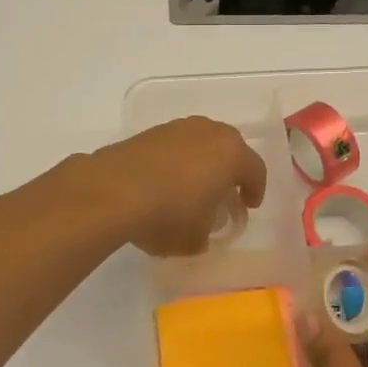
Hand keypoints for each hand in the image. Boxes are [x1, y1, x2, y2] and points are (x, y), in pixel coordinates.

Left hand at [88, 116, 267, 256]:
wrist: (112, 190)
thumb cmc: (168, 214)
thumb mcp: (195, 239)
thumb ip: (205, 234)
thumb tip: (201, 233)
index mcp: (232, 154)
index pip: (255, 170)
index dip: (255, 190)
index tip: (248, 206)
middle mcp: (209, 132)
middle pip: (229, 149)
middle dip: (229, 171)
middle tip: (224, 193)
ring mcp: (177, 128)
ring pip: (200, 143)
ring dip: (201, 162)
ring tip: (191, 187)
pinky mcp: (149, 132)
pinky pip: (174, 146)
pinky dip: (175, 161)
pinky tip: (164, 181)